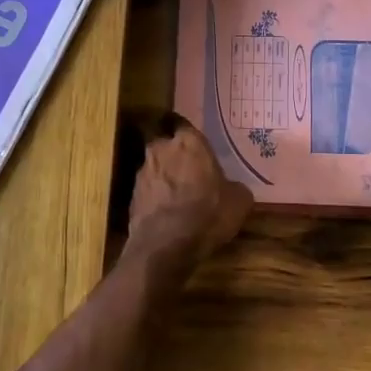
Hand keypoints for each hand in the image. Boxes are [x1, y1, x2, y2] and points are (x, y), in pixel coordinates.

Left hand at [125, 118, 253, 275]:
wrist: (166, 245)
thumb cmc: (207, 213)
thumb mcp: (239, 201)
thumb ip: (234, 186)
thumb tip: (233, 188)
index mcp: (189, 141)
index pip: (185, 125)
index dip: (191, 138)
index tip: (199, 149)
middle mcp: (161, 148)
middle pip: (167, 144)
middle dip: (176, 155)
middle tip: (190, 172)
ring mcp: (143, 171)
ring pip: (155, 167)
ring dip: (164, 177)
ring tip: (178, 196)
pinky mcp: (131, 194)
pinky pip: (148, 189)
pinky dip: (155, 197)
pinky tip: (166, 213)